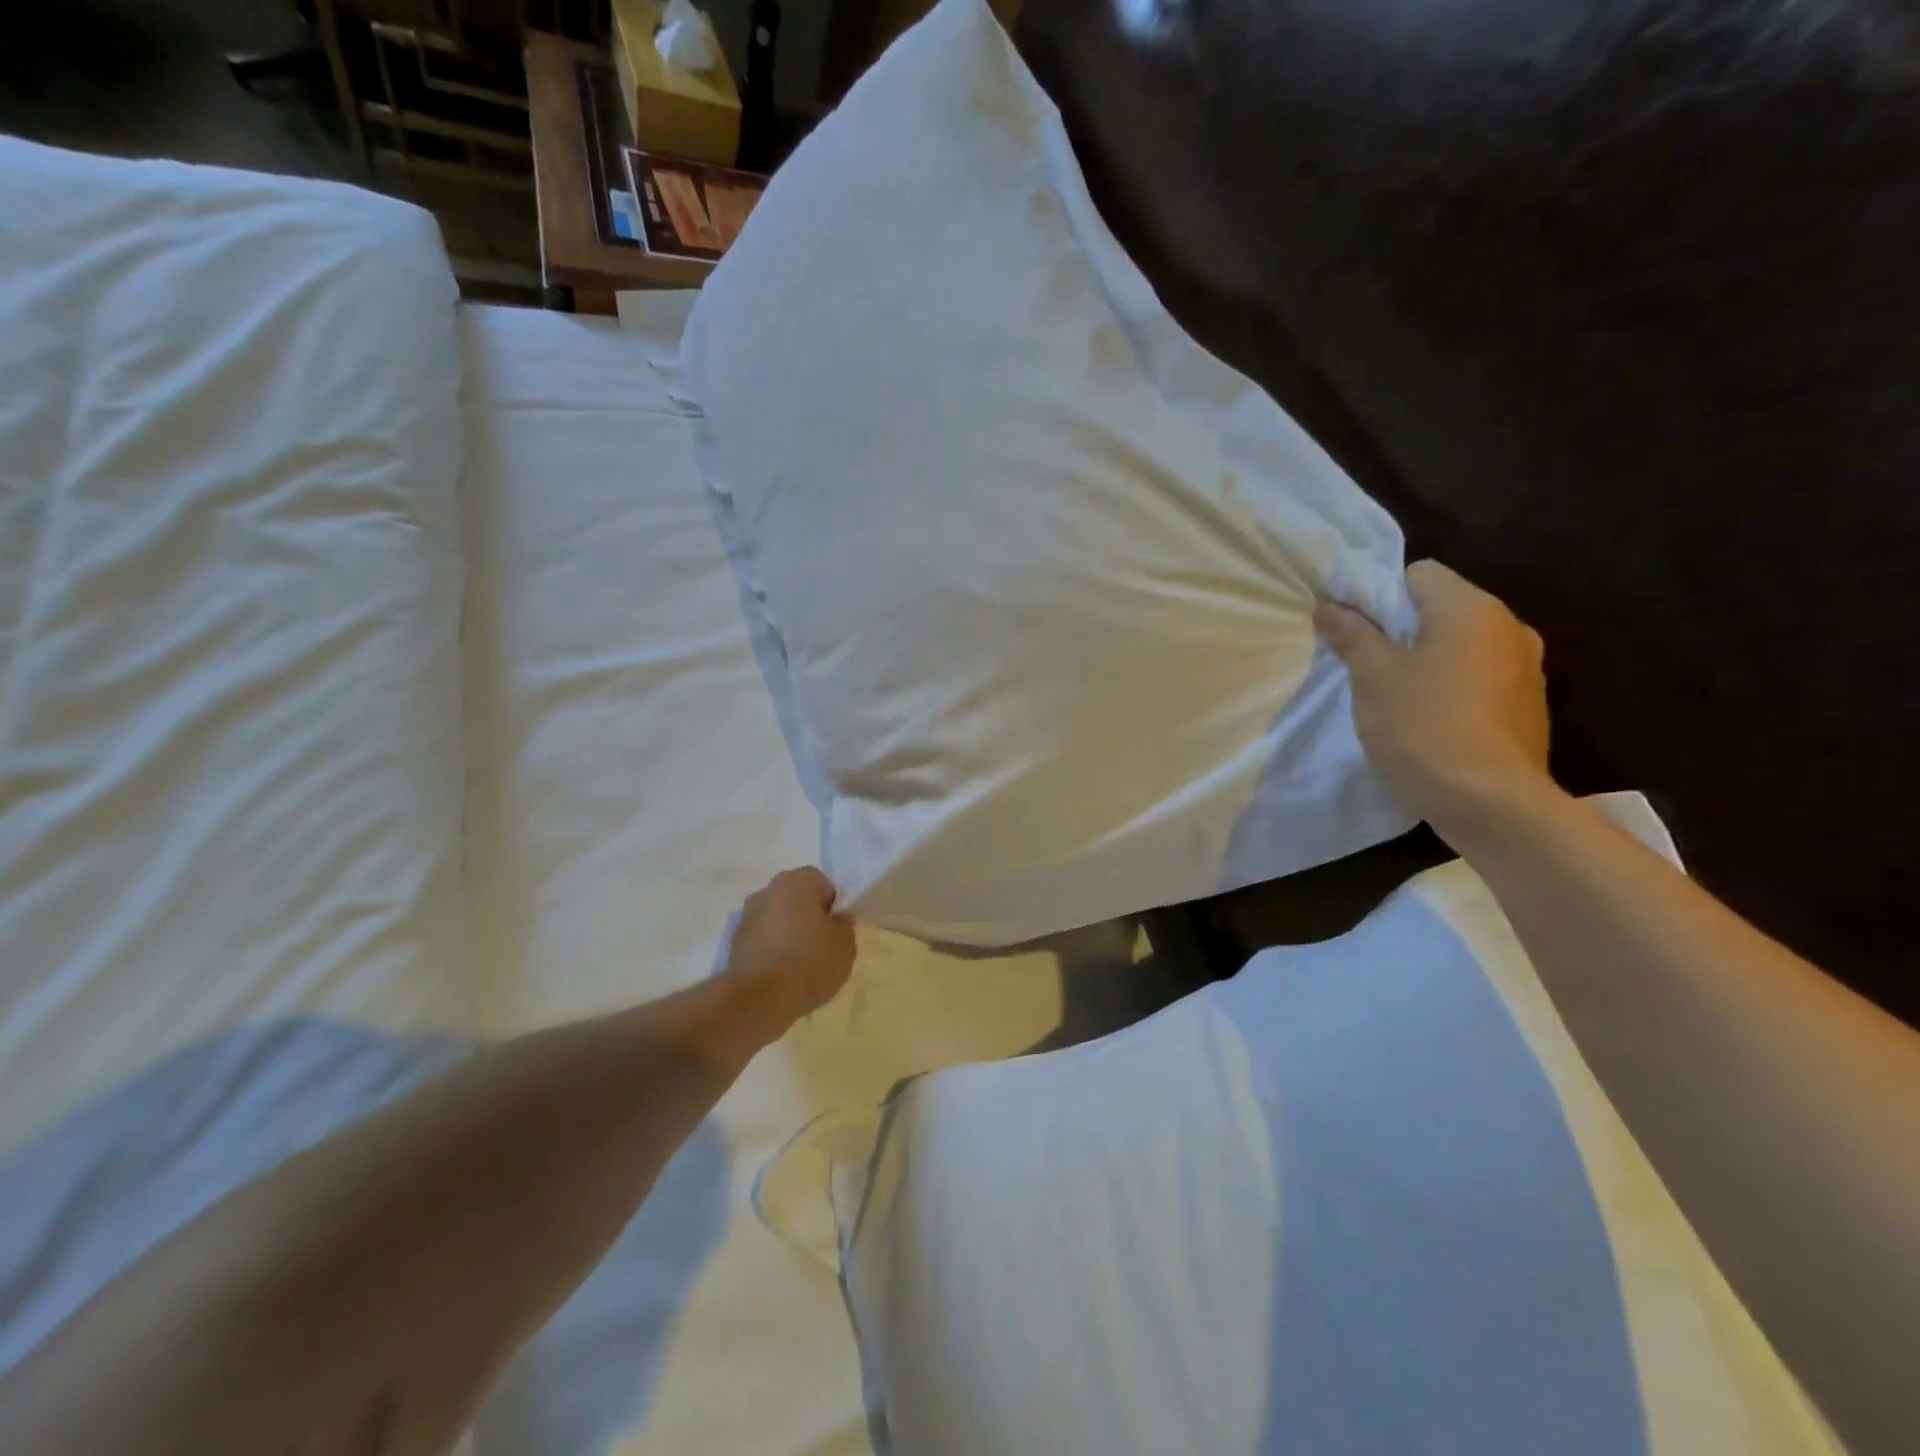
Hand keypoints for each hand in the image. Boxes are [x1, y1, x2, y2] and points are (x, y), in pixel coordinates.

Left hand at [725, 867, 855, 1033]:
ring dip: (786, 934)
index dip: (831, 906)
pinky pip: (761, 940)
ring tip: (799, 965)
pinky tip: (779, 975)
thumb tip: (835, 920)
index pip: (821, 883)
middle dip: (807, 918)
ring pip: (776, 919)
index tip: (834, 931)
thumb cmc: (809, 961)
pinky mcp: (734, 943)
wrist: (760, 998)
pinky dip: (771, 951)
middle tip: (820, 946)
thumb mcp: (845, 944)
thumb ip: (843, 925)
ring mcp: (746, 916)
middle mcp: (768, 890)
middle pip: (795, 899)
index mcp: (797, 881)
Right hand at [1315, 560, 1551, 836]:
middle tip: (1367, 666)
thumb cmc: (1423, 726)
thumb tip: (1328, 605)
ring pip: (1463, 645)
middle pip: (1442, 608)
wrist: (1490, 802)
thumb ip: (1352, 635)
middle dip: (1402, 630)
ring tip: (1397, 698)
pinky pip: (1481, 678)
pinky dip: (1454, 688)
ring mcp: (1527, 668)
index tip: (1355, 632)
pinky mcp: (1529, 706)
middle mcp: (1509, 627)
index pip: (1419, 573)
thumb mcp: (1373, 677)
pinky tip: (1431, 722)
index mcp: (1471, 609)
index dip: (1380, 595)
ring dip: (1429, 660)